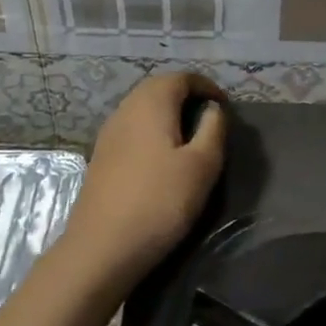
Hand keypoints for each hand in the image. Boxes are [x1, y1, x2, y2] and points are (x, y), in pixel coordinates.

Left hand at [60, 72, 226, 283]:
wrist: (101, 248)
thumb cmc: (160, 201)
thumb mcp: (202, 165)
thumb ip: (213, 129)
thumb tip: (212, 109)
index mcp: (151, 103)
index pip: (181, 78)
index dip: (206, 86)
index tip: (224, 107)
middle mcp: (125, 109)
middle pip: (158, 88)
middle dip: (186, 97)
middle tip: (209, 119)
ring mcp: (108, 133)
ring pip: (142, 109)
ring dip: (168, 115)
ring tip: (190, 138)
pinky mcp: (101, 157)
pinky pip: (132, 130)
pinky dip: (152, 132)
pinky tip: (162, 159)